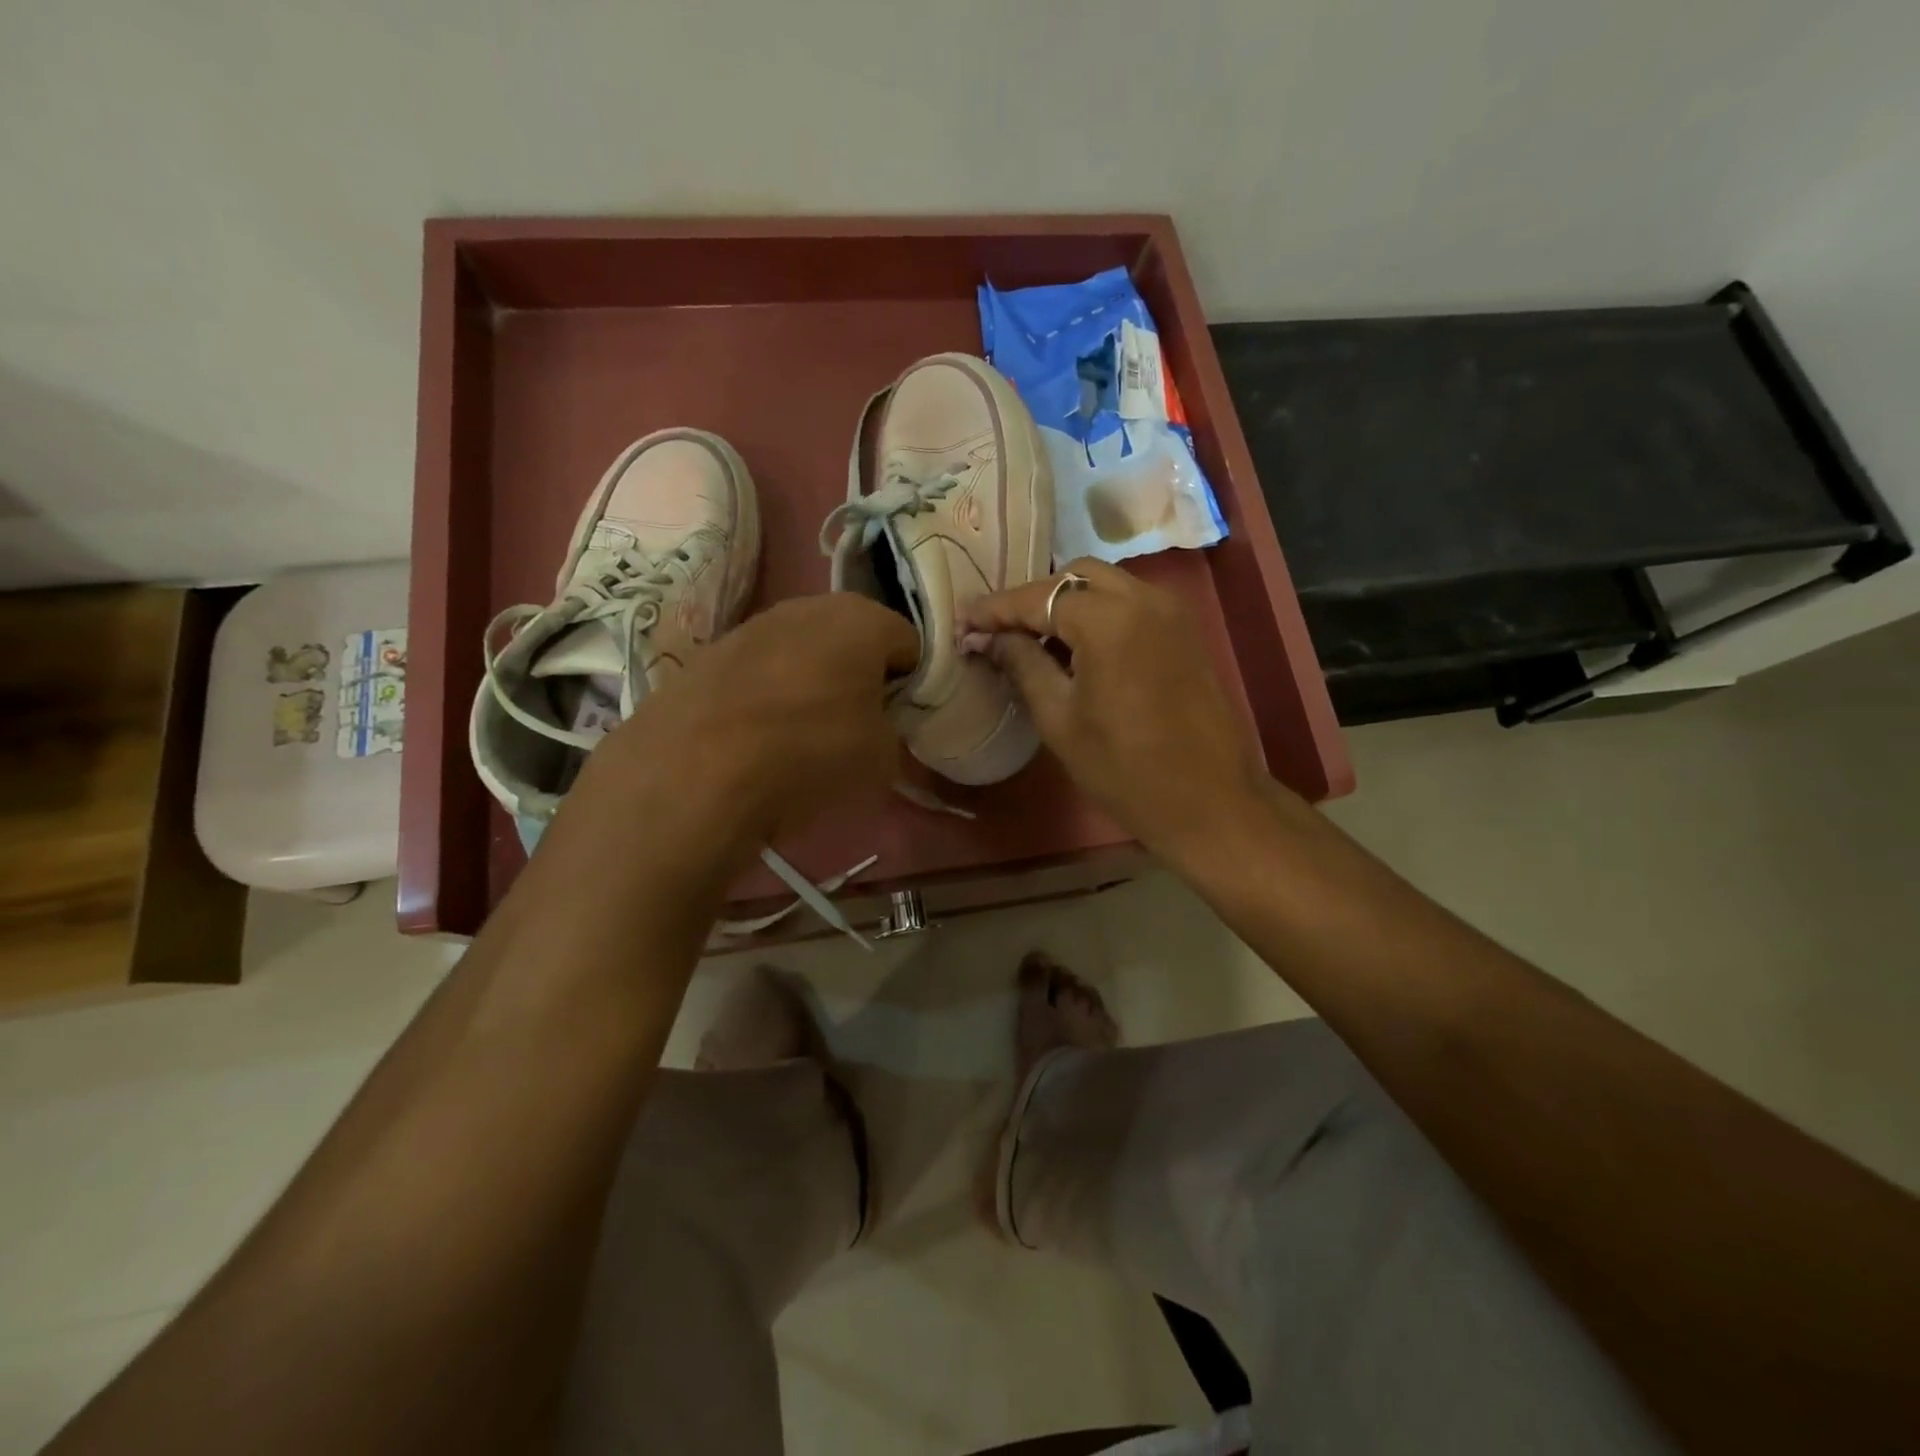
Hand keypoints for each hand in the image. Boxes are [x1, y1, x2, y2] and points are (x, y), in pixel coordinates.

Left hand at [576, 593, 919, 863]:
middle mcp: (808, 606)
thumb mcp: (882, 758)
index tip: (903, 721)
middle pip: (854, 641)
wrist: (694, 770)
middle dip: (862, 678)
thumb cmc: (809, 752)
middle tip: (859, 727)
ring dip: (813, 684)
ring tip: (804, 736)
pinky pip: (761, 670)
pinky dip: (769, 695)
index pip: (911, 646)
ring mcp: (753, 624)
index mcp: (862, 618)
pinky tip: (759, 737)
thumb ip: (894, 731)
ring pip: (804, 652)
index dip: (913, 685)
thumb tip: (878, 726)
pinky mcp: (710, 652)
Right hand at [963, 559, 1273, 860]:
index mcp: (1110, 621)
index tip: (963, 621)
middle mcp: (1144, 599)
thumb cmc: (1126, 770)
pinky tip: (1077, 648)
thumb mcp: (1060, 721)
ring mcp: (1171, 612)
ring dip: (1067, 602)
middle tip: (1001, 631)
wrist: (1211, 802)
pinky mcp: (1185, 630)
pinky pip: (1130, 602)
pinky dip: (1098, 612)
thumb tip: (990, 638)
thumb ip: (1023, 665)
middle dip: (1035, 598)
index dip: (997, 608)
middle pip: (1075, 576)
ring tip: (1034, 639)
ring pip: (1106, 584)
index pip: (1040, 597)